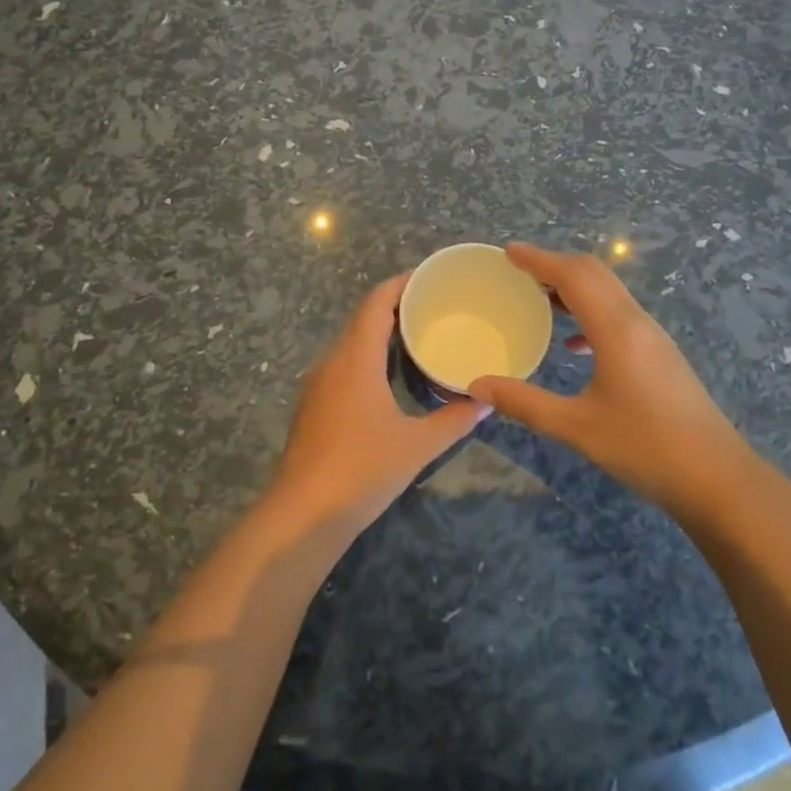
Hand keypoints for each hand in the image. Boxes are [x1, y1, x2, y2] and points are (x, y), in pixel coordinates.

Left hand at [267, 273, 489, 531]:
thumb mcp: (417, 446)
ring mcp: (318, 384)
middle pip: (363, 319)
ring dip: (379, 334)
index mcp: (356, 357)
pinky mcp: (312, 406)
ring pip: (350, 344)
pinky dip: (366, 358)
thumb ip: (454, 421)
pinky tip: (387, 378)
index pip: (376, 302)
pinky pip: (343, 366)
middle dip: (395, 308)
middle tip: (432, 308)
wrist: (303, 513)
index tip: (427, 277)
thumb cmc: (362, 469)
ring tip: (415, 337)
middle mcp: (333, 361)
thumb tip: (487, 402)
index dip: (400, 284)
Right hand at [469, 243, 751, 510]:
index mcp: (615, 329)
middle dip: (555, 264)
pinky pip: (619, 314)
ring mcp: (652, 337)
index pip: (572, 275)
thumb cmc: (646, 448)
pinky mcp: (660, 354)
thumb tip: (477, 386)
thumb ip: (525, 403)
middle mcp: (636, 322)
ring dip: (573, 286)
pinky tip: (574, 344)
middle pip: (593, 273)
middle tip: (518, 271)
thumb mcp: (578, 428)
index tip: (508, 252)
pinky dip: (590, 312)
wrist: (719, 479)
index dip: (538, 259)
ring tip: (539, 299)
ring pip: (608, 292)